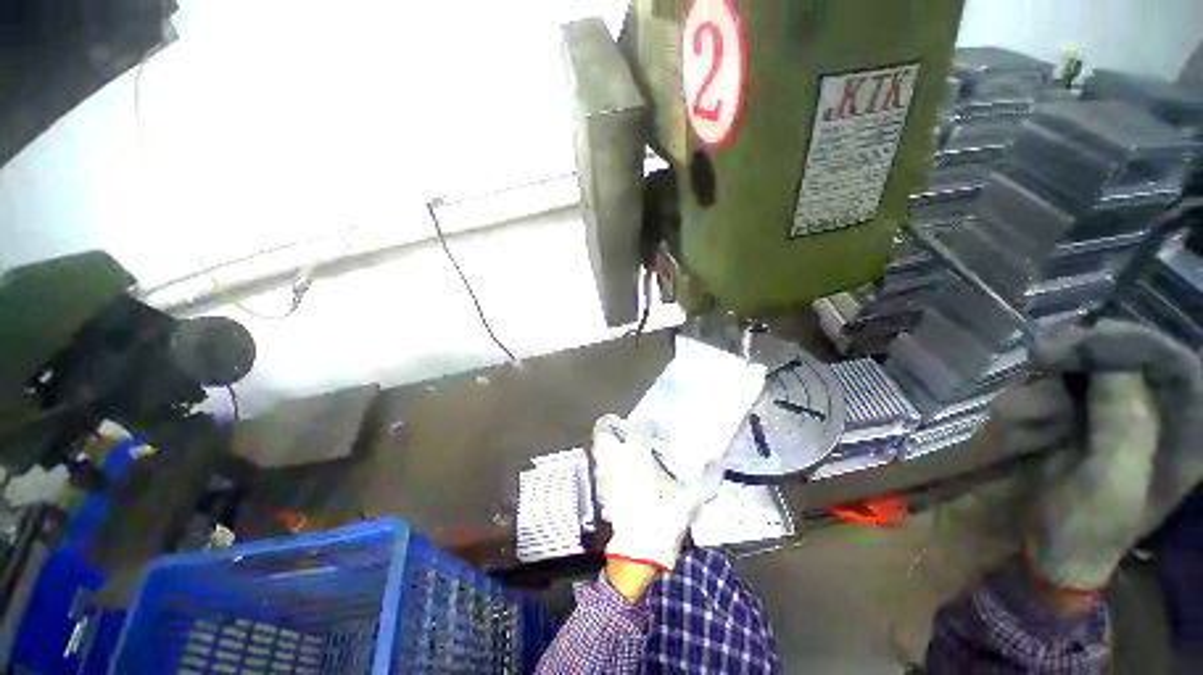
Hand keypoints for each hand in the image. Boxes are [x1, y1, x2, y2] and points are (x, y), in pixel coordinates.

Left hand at [590, 414, 724, 572]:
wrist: (636, 554)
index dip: (650, 426)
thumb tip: (718, 464)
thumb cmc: (662, 519)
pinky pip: (600, 467)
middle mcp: (615, 457)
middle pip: (604, 428)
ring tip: (625, 450)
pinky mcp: (600, 490)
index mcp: (636, 453)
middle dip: (613, 424)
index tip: (662, 436)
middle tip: (629, 431)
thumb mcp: (690, 499)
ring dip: (608, 443)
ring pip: (597, 446)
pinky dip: (608, 463)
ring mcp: (605, 473)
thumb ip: (708, 479)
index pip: (639, 425)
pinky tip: (622, 474)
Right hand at [1011, 321, 1202, 592]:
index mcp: (1184, 436)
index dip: (1132, 345)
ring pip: (1086, 376)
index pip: (1175, 365)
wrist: (1051, 552)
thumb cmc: (1087, 529)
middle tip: (1039, 360)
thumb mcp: (1109, 483)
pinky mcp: (1083, 424)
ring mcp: (1118, 420)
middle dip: (1083, 356)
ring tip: (1013, 422)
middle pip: (1130, 360)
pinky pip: (1058, 396)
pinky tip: (1015, 429)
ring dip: (1046, 391)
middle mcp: (1157, 419)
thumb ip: (1124, 424)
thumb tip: (1113, 364)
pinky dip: (1032, 406)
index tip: (1081, 343)